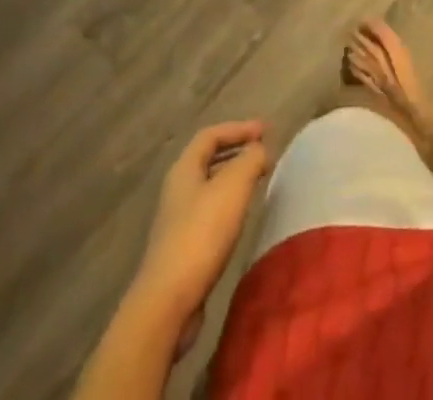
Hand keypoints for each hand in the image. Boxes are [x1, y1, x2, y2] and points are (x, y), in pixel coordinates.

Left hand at [132, 121, 271, 332]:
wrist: (167, 303)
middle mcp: (177, 191)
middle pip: (207, 160)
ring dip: (233, 179)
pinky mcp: (182, 250)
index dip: (238, 128)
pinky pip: (209, 214)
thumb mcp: (234, 186)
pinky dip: (228, 205)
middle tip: (263, 153)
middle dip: (236, 152)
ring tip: (258, 182)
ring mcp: (176, 222)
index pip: (210, 135)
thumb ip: (251, 159)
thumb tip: (259, 150)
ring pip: (209, 188)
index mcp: (184, 169)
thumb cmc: (201, 234)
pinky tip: (242, 218)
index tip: (265, 131)